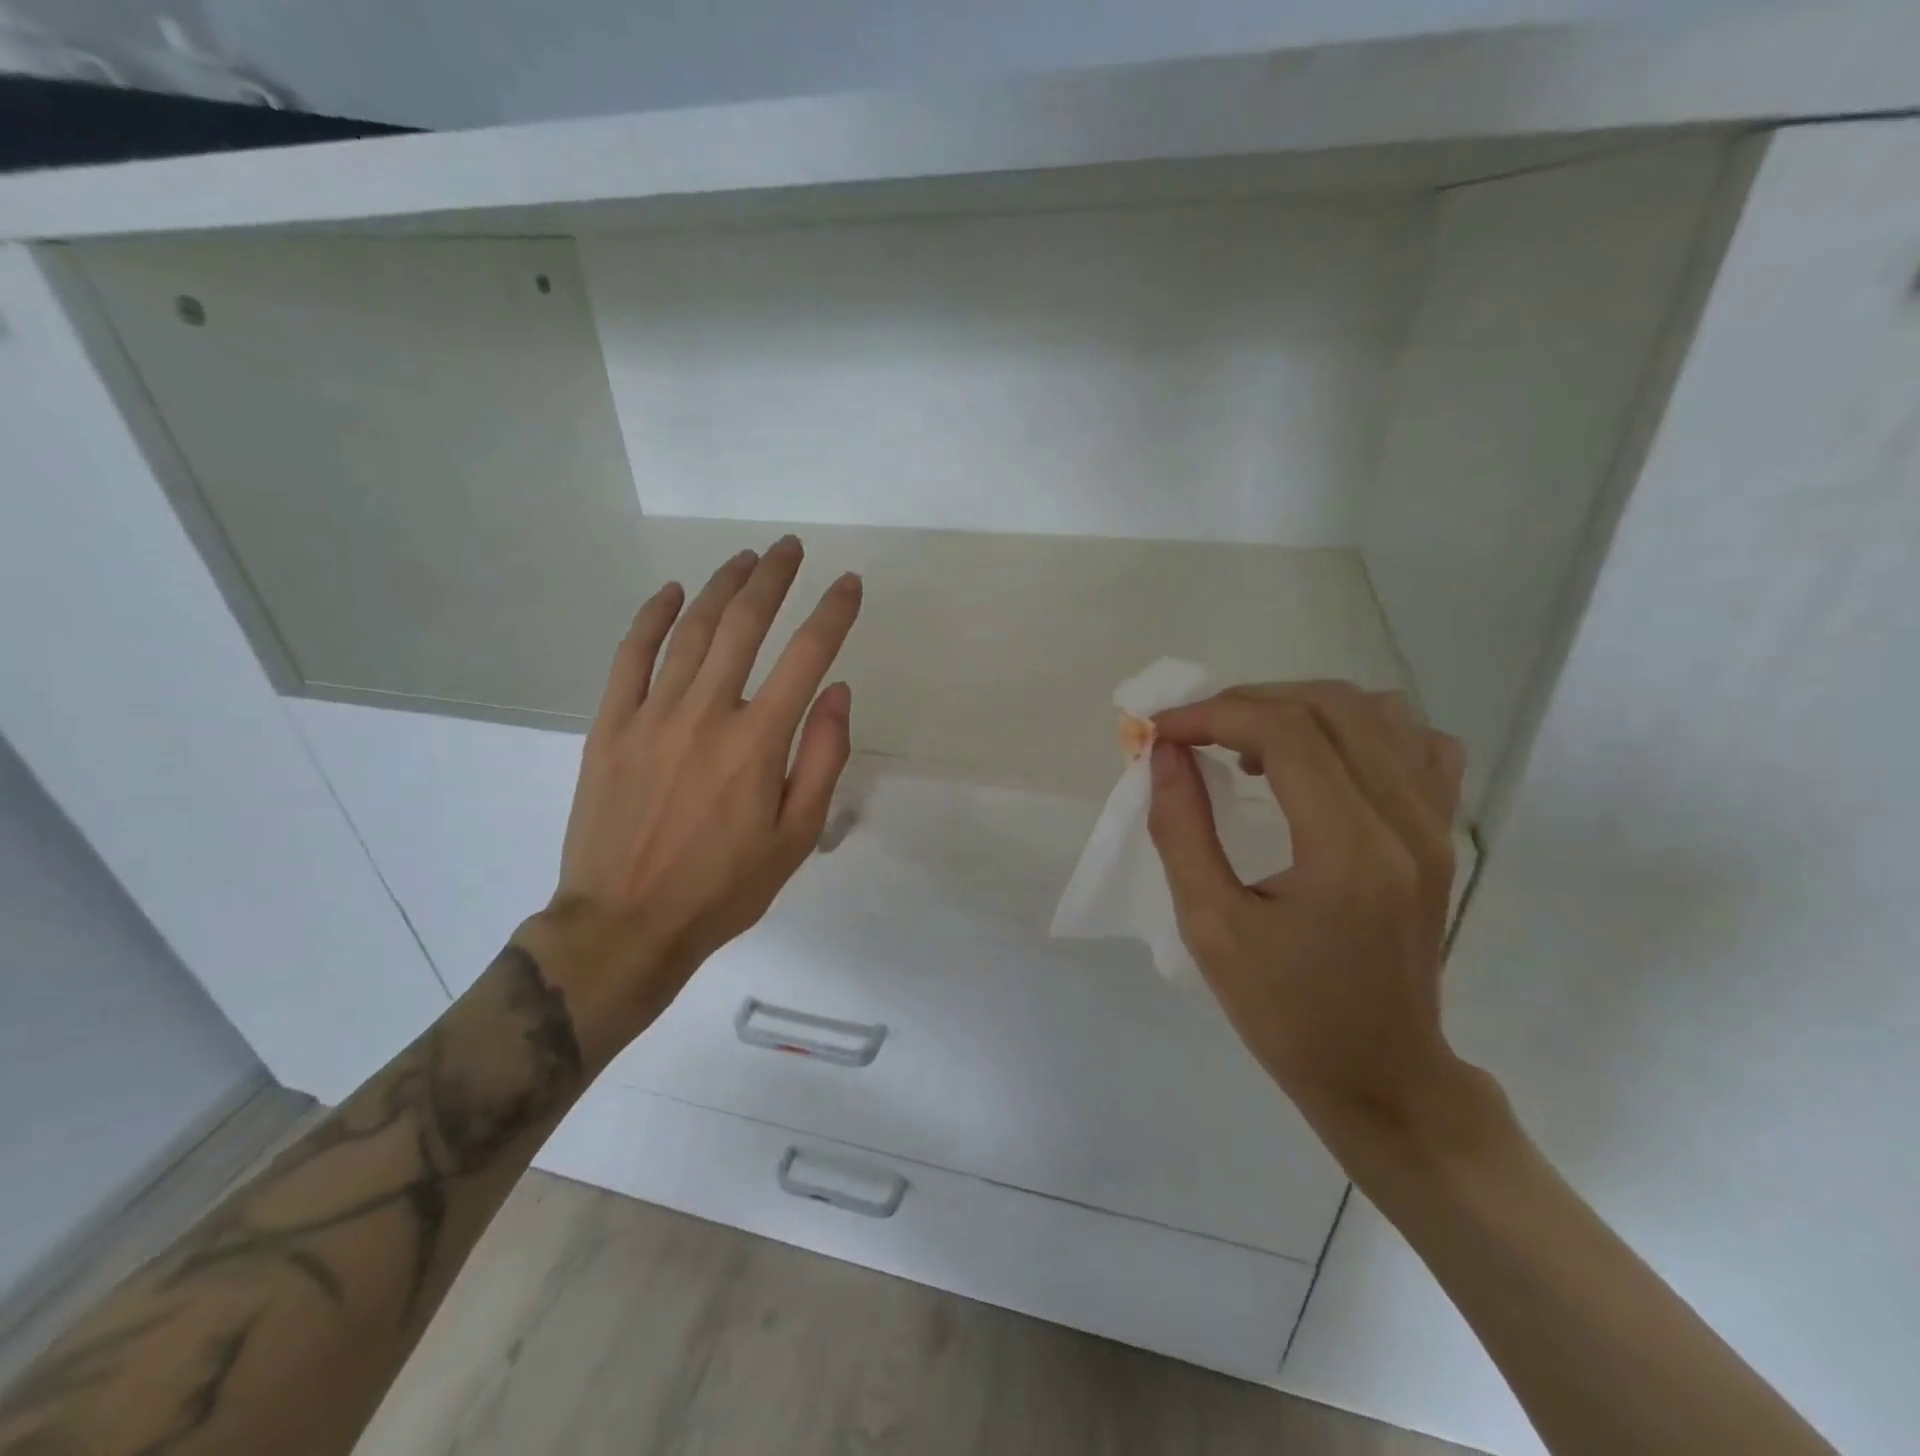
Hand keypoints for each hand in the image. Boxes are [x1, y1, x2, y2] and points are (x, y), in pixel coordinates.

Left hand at [521, 536, 861, 1063]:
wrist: (625, 924)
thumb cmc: (723, 888)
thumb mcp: (796, 837)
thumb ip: (822, 759)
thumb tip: (836, 690)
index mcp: (758, 742)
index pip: (807, 655)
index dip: (834, 613)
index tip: (850, 584)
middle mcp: (706, 713)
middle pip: (745, 624)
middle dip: (774, 578)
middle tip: (791, 548)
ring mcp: (651, 714)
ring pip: (691, 630)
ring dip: (722, 586)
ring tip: (745, 558)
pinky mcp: (610, 726)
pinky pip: (630, 656)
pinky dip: (652, 617)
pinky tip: (672, 593)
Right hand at [1147, 682, 1474, 1135]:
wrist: (1382, 1075)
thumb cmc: (1286, 1012)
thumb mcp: (1210, 927)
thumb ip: (1181, 830)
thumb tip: (1164, 754)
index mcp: (1348, 849)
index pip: (1284, 732)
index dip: (1212, 714)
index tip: (1160, 731)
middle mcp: (1405, 821)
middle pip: (1329, 706)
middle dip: (1247, 702)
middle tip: (1193, 733)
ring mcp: (1435, 824)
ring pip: (1376, 711)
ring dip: (1300, 709)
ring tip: (1250, 745)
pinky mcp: (1442, 834)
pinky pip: (1417, 743)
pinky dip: (1360, 729)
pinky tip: (1321, 761)